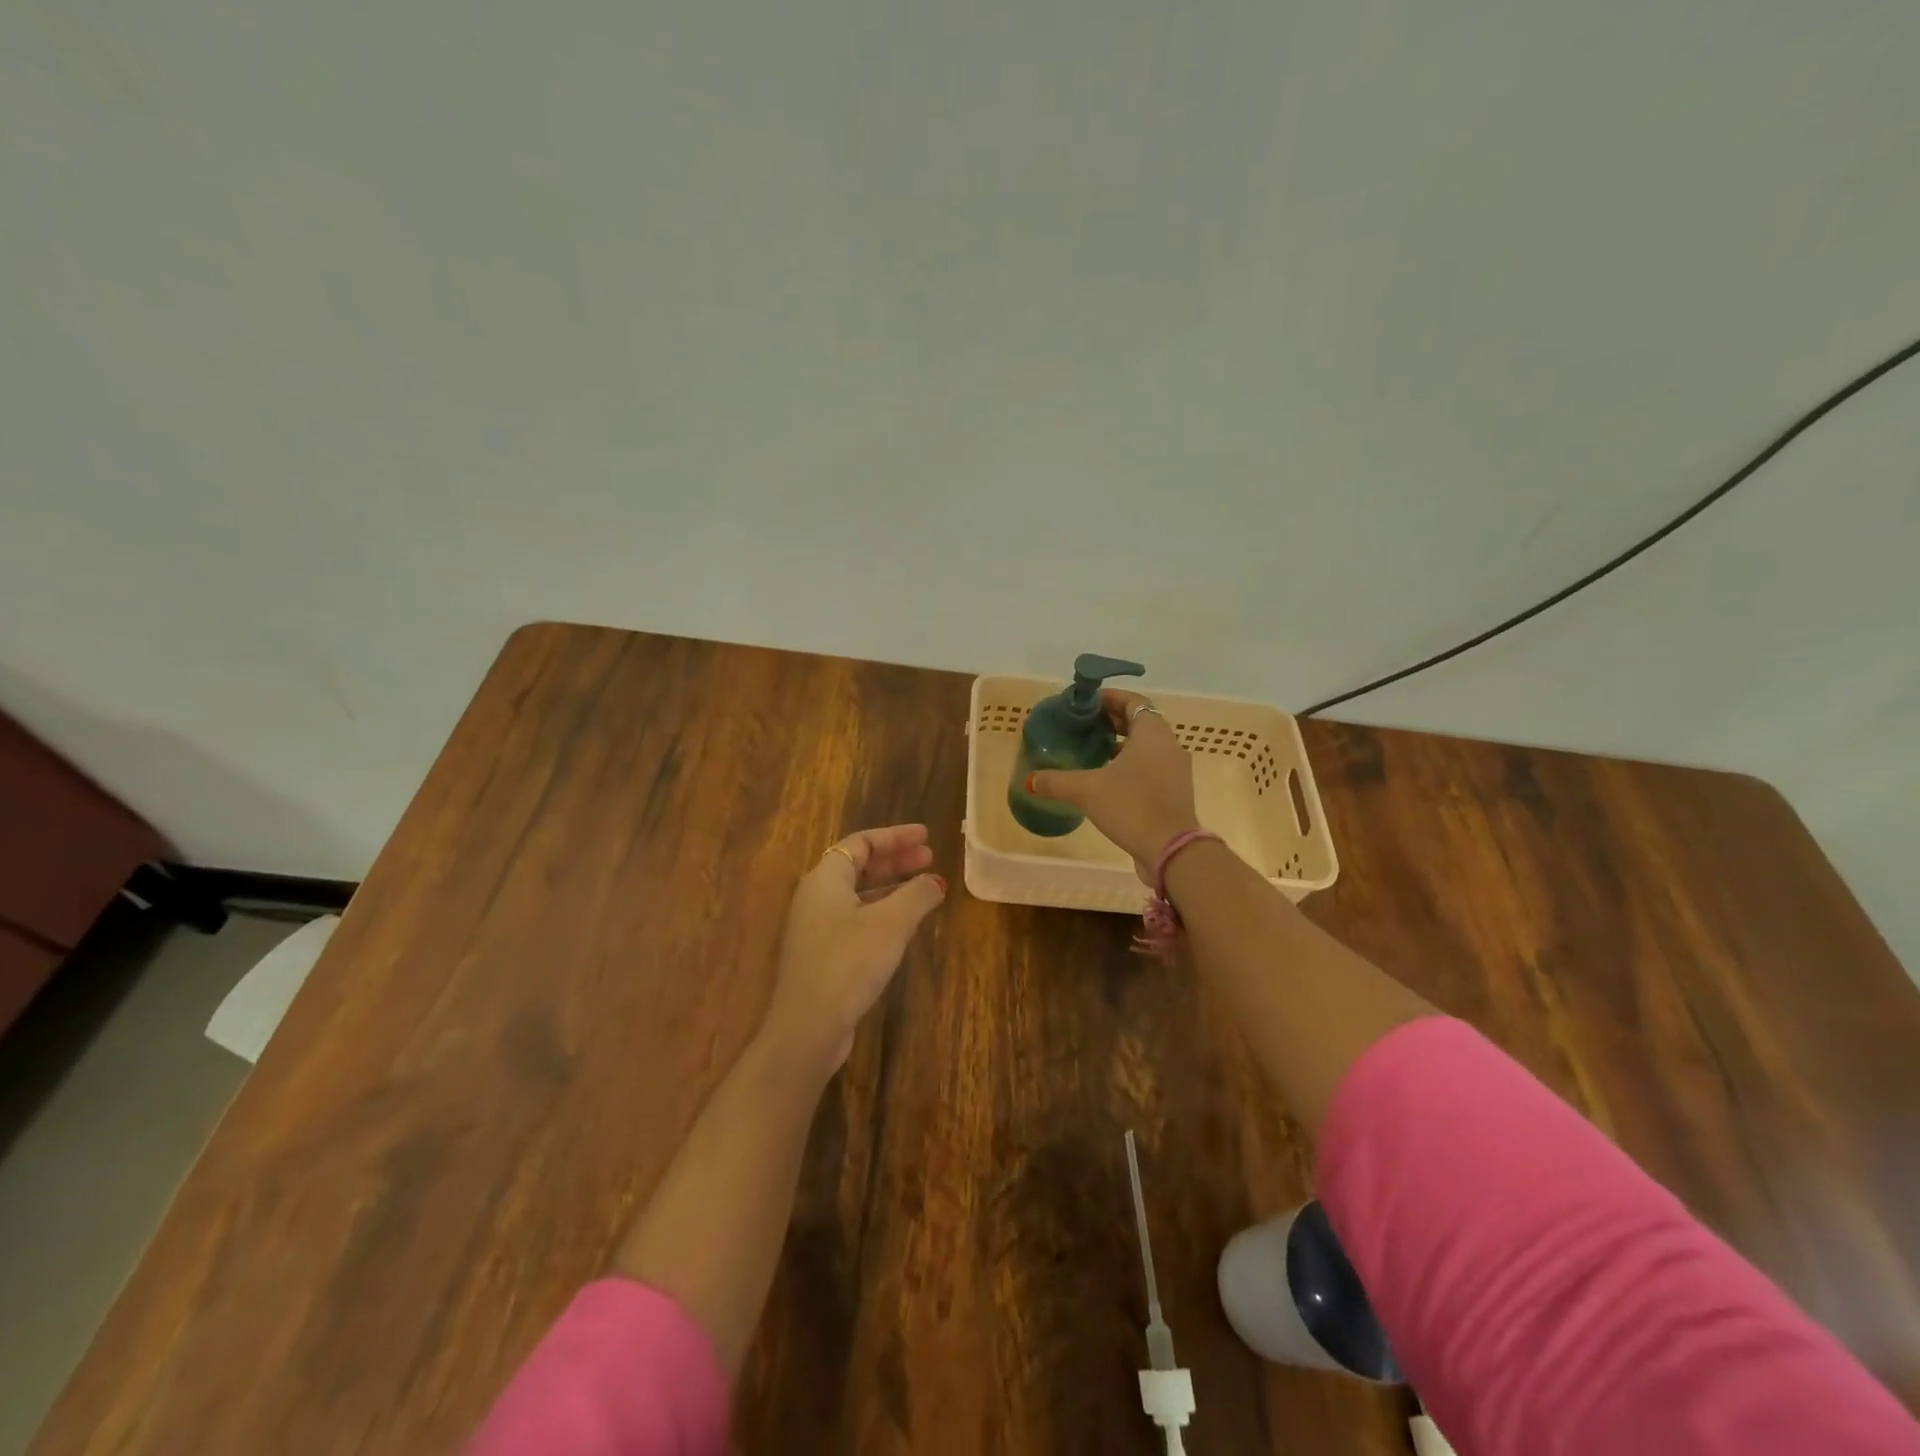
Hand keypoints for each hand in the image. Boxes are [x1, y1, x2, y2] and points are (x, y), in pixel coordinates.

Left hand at [763, 824, 945, 1072]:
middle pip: (858, 866)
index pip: (861, 843)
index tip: (926, 836)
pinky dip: (882, 912)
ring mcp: (816, 927)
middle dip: (895, 860)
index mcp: (825, 879)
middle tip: (929, 858)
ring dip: (891, 887)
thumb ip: (917, 895)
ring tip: (924, 888)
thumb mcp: (891, 923)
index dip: (895, 837)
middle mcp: (816, 897)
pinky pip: (855, 918)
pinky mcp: (822, 954)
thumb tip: (935, 881)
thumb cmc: (849, 962)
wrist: (809, 1026)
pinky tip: (904, 924)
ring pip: (858, 894)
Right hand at [1029, 691, 1199, 877]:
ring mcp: (1176, 770)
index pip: (1133, 702)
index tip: (1086, 703)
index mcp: (1152, 733)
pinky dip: (1132, 765)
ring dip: (1122, 744)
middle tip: (1085, 726)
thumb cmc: (1132, 806)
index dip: (1110, 698)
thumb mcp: (1087, 790)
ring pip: (1147, 746)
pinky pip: (1152, 767)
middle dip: (1113, 721)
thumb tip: (1031, 779)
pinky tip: (1108, 780)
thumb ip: (1057, 782)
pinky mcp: (1175, 792)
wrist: (1171, 850)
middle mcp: (1169, 745)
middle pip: (1141, 722)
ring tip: (1093, 751)